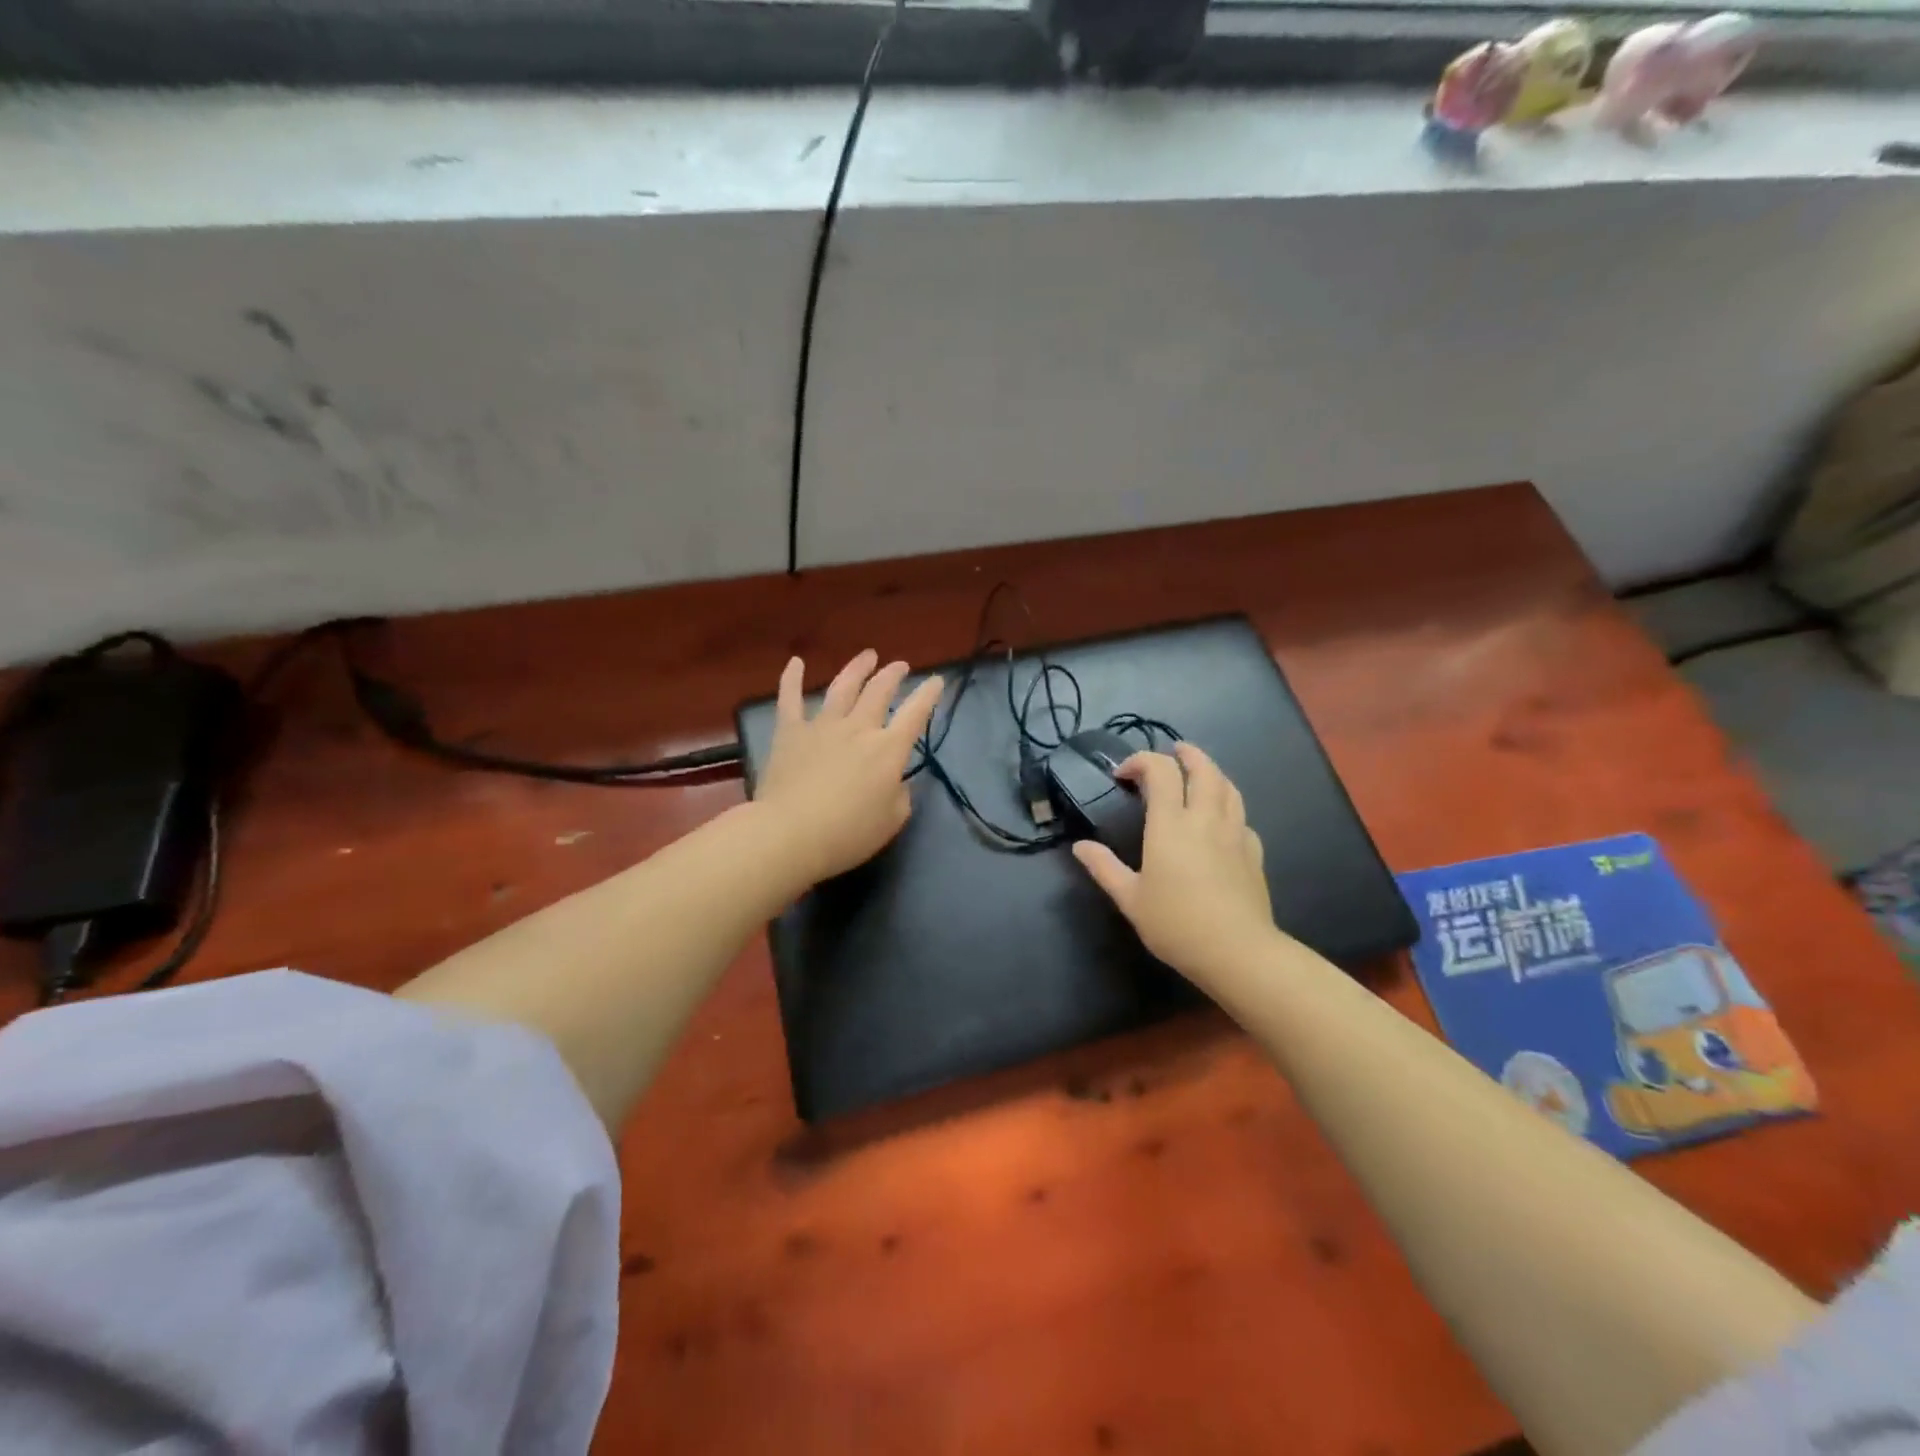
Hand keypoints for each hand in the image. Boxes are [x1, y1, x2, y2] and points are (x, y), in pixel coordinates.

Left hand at [753, 649, 944, 886]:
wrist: (790, 833)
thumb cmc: (848, 833)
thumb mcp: (892, 820)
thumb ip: (900, 795)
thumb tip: (895, 780)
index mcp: (888, 749)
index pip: (915, 714)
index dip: (928, 695)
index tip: (936, 680)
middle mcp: (859, 728)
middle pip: (879, 691)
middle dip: (893, 675)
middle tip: (899, 665)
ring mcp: (822, 726)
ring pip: (843, 687)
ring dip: (857, 668)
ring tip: (867, 656)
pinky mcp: (790, 732)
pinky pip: (790, 699)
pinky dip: (792, 678)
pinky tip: (796, 662)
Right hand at [1072, 743, 1276, 988]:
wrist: (1237, 951)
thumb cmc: (1176, 923)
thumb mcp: (1130, 898)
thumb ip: (1104, 868)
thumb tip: (1080, 847)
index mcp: (1171, 824)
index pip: (1160, 771)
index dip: (1141, 761)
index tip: (1123, 775)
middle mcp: (1205, 819)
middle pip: (1203, 768)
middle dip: (1186, 754)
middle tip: (1172, 752)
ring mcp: (1235, 833)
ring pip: (1228, 787)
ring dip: (1211, 772)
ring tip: (1198, 775)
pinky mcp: (1254, 852)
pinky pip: (1242, 817)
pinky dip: (1228, 807)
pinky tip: (1221, 822)